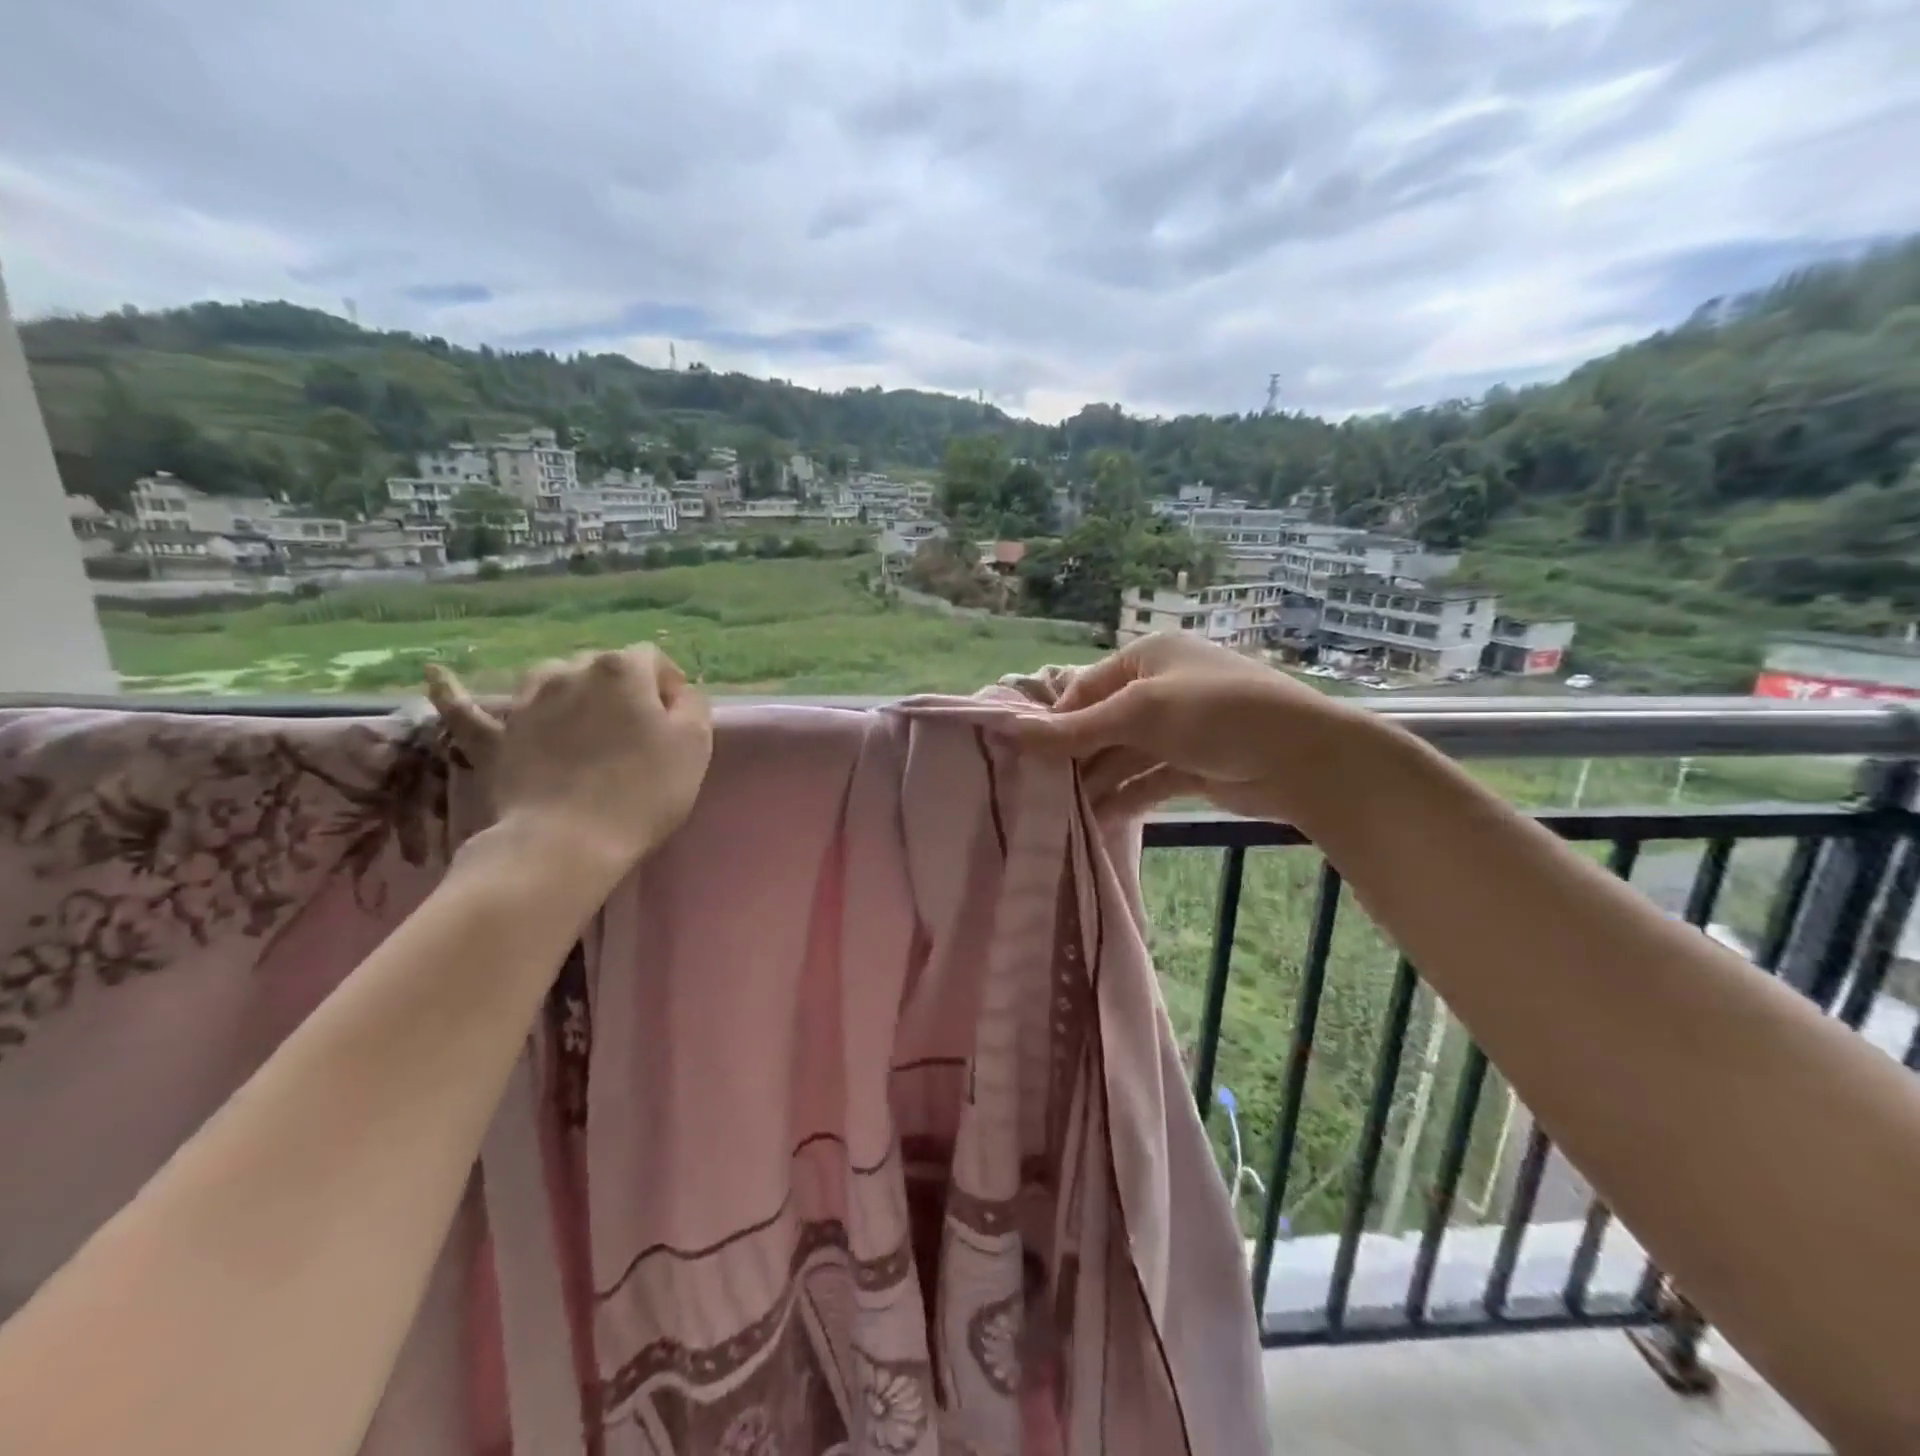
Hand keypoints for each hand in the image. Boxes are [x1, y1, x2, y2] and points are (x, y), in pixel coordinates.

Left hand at [425, 646, 713, 888]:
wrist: (569, 843)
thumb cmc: (643, 791)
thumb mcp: (695, 744)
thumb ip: (691, 704)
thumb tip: (675, 692)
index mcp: (622, 670)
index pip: (653, 660)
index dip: (668, 688)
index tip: (675, 723)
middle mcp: (570, 671)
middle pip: (604, 667)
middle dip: (623, 691)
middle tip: (637, 733)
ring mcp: (526, 702)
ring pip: (551, 678)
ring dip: (571, 691)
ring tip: (584, 722)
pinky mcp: (495, 738)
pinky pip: (467, 709)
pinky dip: (453, 692)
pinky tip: (436, 674)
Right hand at [1016, 633, 1369, 821]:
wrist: (1304, 758)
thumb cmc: (1216, 715)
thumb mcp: (1140, 714)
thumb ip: (1076, 729)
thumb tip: (1011, 732)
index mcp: (1147, 659)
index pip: (1084, 689)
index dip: (1055, 723)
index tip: (1026, 759)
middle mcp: (1159, 689)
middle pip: (1101, 724)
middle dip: (1075, 758)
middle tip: (1039, 792)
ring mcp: (1178, 730)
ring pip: (1123, 756)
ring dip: (1097, 783)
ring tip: (1063, 815)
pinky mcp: (1193, 766)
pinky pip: (1147, 780)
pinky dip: (1124, 798)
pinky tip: (1099, 820)